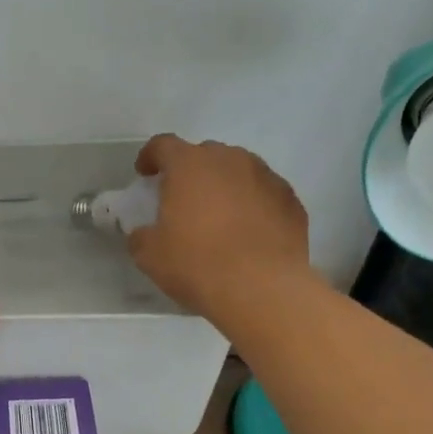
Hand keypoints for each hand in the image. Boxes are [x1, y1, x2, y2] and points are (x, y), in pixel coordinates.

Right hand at [126, 135, 310, 319]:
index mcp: (189, 165)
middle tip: (183, 200)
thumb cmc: (197, 264)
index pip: (163, 145)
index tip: (145, 174)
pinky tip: (249, 231)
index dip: (150, 156)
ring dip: (225, 185)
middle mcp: (230, 159)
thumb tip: (143, 233)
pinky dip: (253, 204)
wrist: (262, 288)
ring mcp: (266, 177)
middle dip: (191, 172)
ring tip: (219, 215)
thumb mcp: (150, 255)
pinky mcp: (291, 200)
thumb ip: (141, 236)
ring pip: (239, 170)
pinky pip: (264, 194)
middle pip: (204, 154)